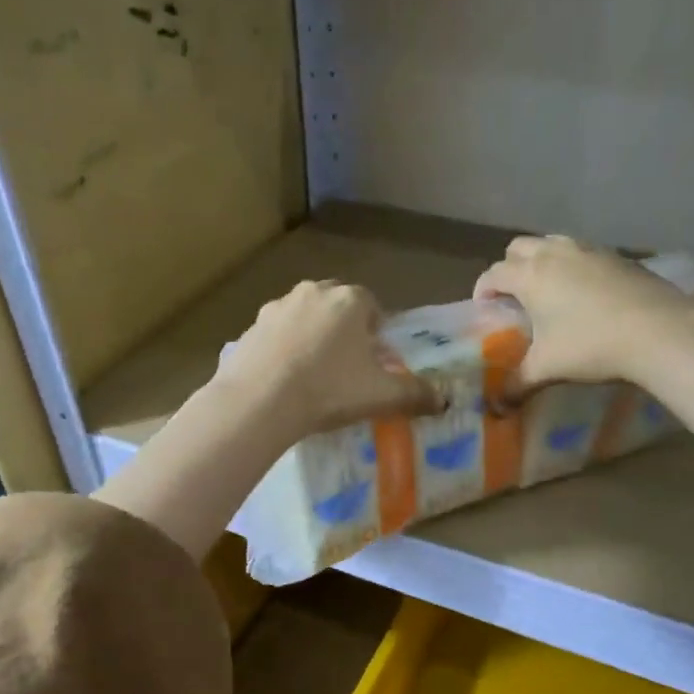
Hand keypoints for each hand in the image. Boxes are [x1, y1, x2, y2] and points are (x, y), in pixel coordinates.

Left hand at [216, 280, 439, 439]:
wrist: (261, 401)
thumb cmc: (330, 390)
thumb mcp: (381, 395)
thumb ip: (415, 394)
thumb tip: (444, 401)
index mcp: (349, 300)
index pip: (371, 305)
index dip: (376, 331)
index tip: (374, 360)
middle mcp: (313, 293)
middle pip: (336, 306)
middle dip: (343, 330)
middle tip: (346, 367)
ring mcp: (277, 307)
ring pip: (303, 317)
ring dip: (311, 337)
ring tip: (313, 375)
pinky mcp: (250, 328)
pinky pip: (275, 335)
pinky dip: (282, 350)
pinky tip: (284, 380)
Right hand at [475, 235, 693, 390]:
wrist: (659, 330)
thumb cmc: (591, 346)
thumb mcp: (548, 369)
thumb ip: (518, 385)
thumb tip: (498, 406)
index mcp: (530, 276)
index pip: (494, 273)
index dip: (483, 289)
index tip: (484, 307)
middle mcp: (554, 254)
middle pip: (519, 247)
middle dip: (510, 268)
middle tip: (515, 297)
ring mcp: (588, 250)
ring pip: (552, 243)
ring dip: (542, 260)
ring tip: (549, 290)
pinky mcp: (617, 255)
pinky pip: (583, 252)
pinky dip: (573, 265)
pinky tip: (586, 293)